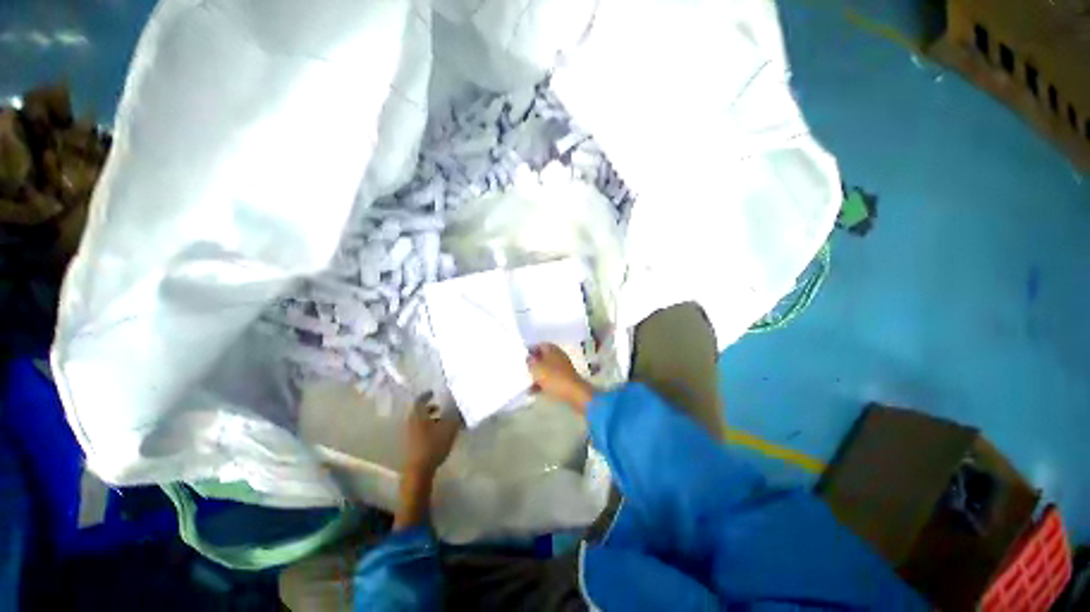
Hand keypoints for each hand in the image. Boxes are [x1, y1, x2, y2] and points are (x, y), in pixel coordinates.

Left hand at [404, 392, 460, 477]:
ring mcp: (411, 435)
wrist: (419, 471)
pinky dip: (430, 429)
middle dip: (431, 408)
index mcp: (418, 415)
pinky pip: (421, 431)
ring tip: (444, 421)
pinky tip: (440, 434)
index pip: (421, 400)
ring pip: (421, 422)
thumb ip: (457, 417)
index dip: (427, 395)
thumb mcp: (450, 428)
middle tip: (442, 407)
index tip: (434, 392)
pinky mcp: (413, 445)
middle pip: (420, 411)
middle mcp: (412, 422)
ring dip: (431, 419)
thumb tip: (462, 408)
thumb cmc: (433, 445)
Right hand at [527, 344, 593, 411]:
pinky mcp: (564, 380)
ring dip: (536, 375)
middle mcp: (558, 356)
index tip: (521, 356)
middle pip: (542, 357)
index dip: (530, 350)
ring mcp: (562, 368)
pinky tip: (533, 391)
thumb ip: (530, 361)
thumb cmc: (554, 378)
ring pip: (546, 369)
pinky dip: (542, 384)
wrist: (574, 394)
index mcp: (552, 349)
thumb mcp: (537, 368)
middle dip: (533, 363)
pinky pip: (550, 379)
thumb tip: (528, 357)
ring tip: (525, 383)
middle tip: (522, 369)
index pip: (539, 345)